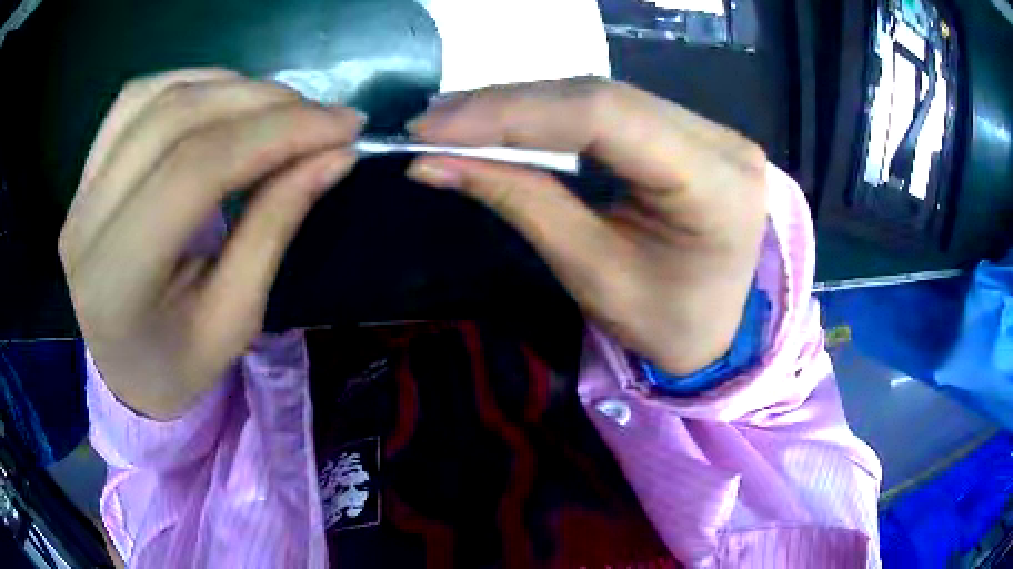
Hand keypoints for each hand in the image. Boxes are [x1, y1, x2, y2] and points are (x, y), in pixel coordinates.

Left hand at [60, 69, 364, 418]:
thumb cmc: (180, 365)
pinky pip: (136, 99)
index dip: (276, 133)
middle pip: (175, 120)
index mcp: (117, 283)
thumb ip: (274, 227)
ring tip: (280, 106)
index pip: (196, 171)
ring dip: (230, 86)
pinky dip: (191, 83)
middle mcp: (87, 223)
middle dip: (262, 102)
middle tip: (322, 115)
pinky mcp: (85, 173)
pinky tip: (225, 98)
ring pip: (156, 97)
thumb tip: (334, 155)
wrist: (124, 371)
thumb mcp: (236, 319)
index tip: (343, 126)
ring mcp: (80, 191)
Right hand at [407, 78, 767, 374]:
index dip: (511, 112)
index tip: (433, 125)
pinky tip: (508, 117)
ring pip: (604, 95)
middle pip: (602, 97)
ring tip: (456, 118)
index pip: (605, 117)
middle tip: (433, 120)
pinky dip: (553, 112)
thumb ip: (520, 200)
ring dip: (524, 104)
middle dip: (507, 105)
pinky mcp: (694, 131)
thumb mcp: (591, 271)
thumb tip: (432, 161)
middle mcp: (722, 142)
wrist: (714, 332)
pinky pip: (614, 107)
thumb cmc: (663, 322)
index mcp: (715, 186)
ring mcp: (712, 130)